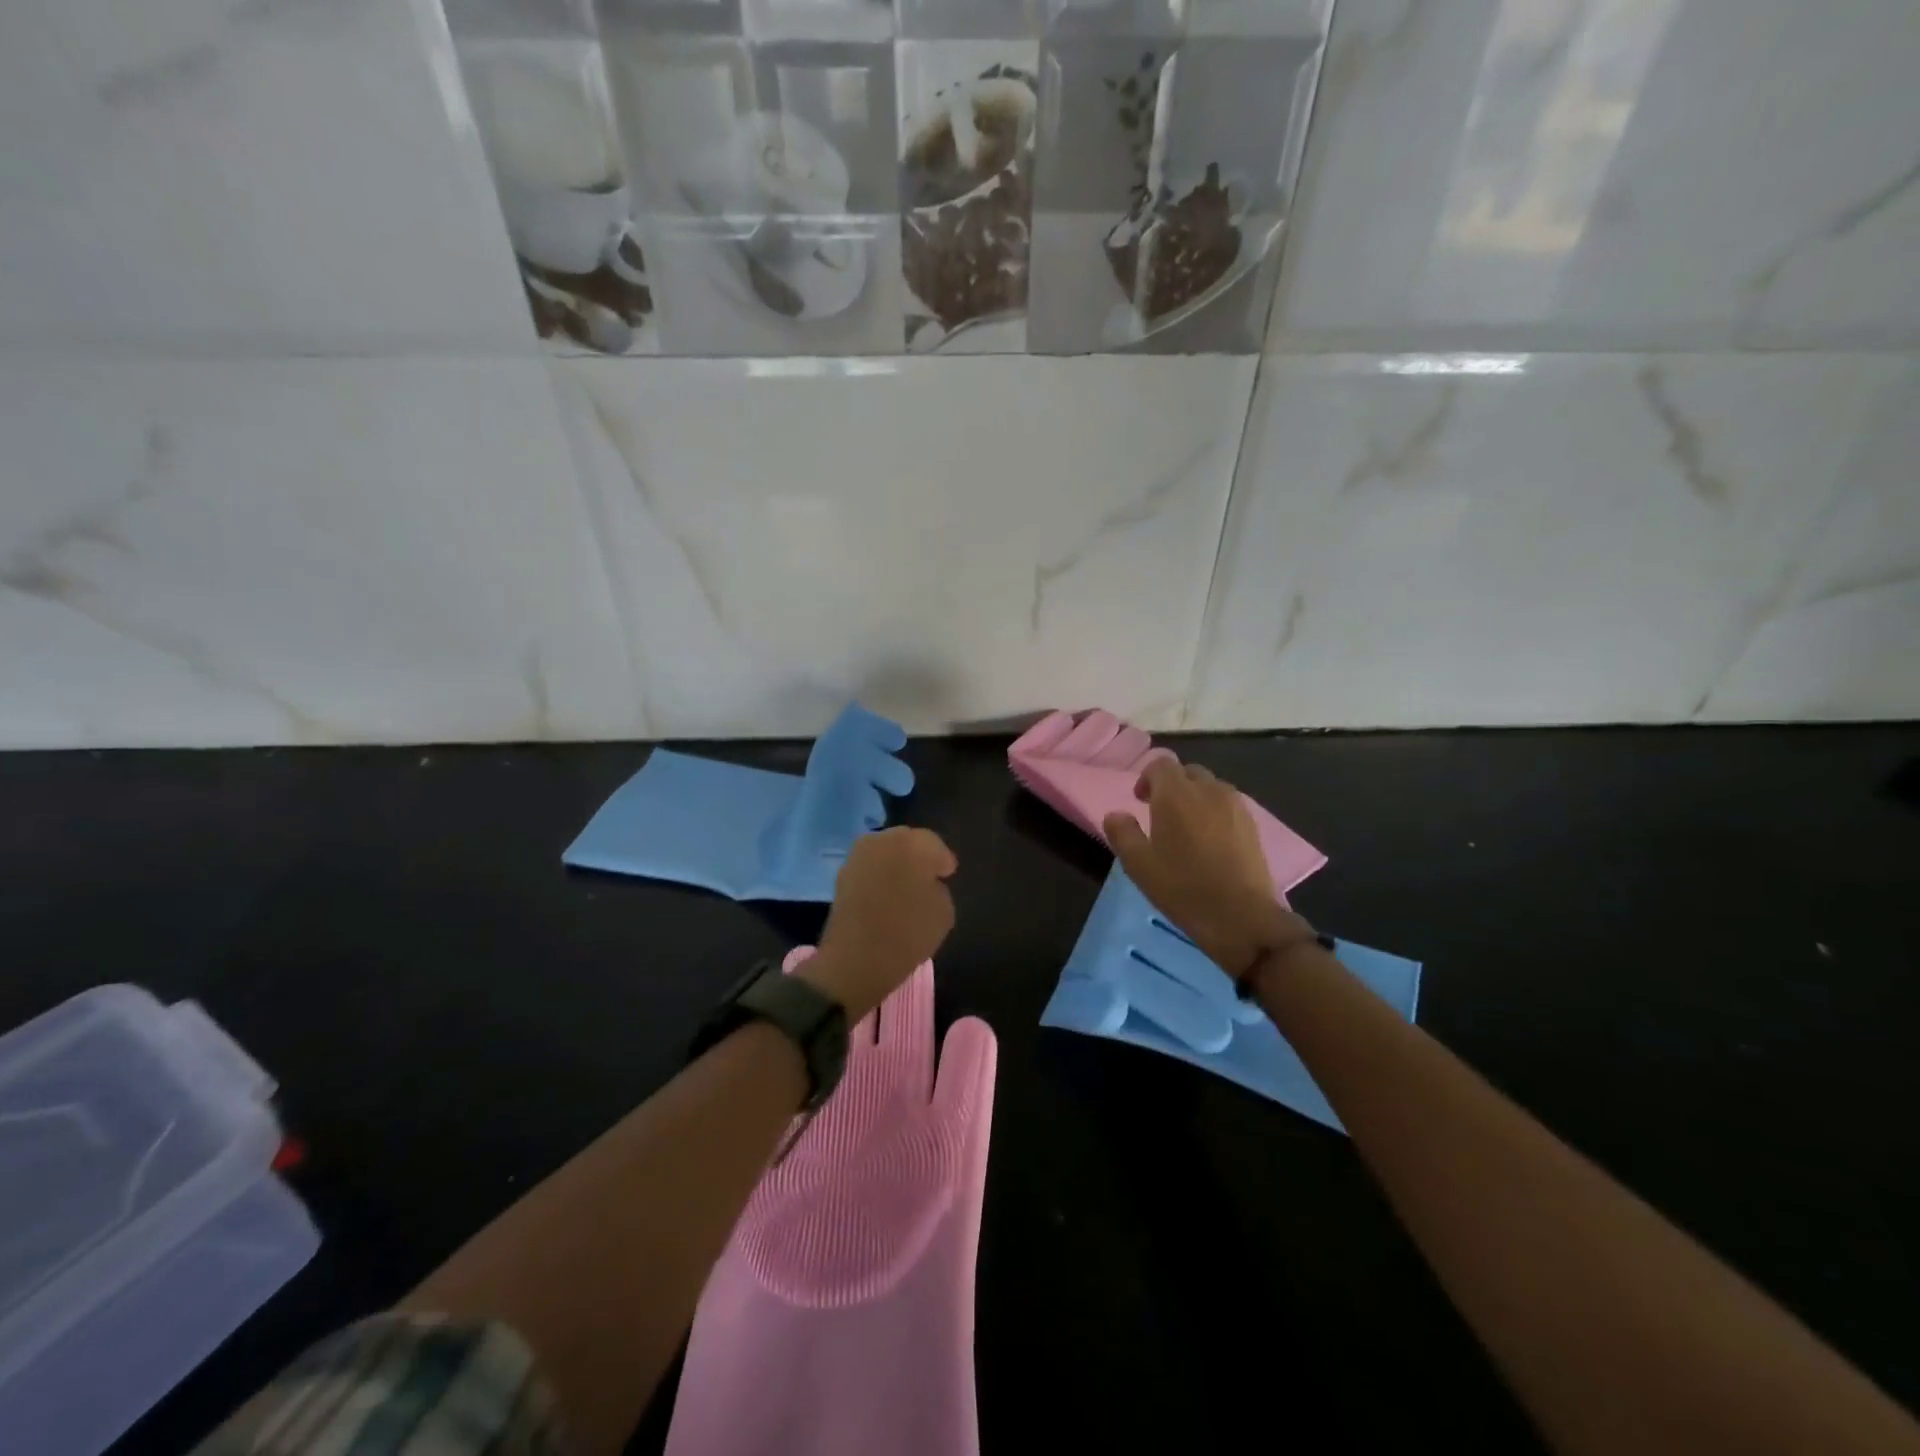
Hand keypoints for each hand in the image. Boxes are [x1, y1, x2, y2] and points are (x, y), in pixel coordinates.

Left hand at [801, 827, 957, 1021]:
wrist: (856, 959)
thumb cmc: (908, 933)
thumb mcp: (944, 912)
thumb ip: (939, 888)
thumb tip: (927, 883)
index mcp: (914, 844)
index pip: (934, 845)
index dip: (943, 862)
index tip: (947, 876)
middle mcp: (884, 840)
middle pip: (907, 841)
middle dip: (918, 857)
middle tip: (927, 879)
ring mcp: (858, 855)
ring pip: (885, 852)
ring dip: (895, 864)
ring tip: (905, 888)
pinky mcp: (841, 874)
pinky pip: (869, 868)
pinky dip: (878, 876)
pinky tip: (885, 895)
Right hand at [1104, 760, 1312, 978]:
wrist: (1241, 917)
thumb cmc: (1182, 888)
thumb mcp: (1138, 864)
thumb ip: (1122, 833)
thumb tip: (1116, 815)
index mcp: (1176, 794)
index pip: (1161, 764)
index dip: (1147, 778)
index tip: (1140, 801)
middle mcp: (1208, 790)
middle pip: (1188, 773)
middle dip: (1173, 786)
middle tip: (1161, 814)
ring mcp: (1235, 806)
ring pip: (1211, 787)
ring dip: (1196, 798)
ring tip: (1187, 828)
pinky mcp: (1253, 825)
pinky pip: (1229, 805)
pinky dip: (1215, 812)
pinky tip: (1211, 842)